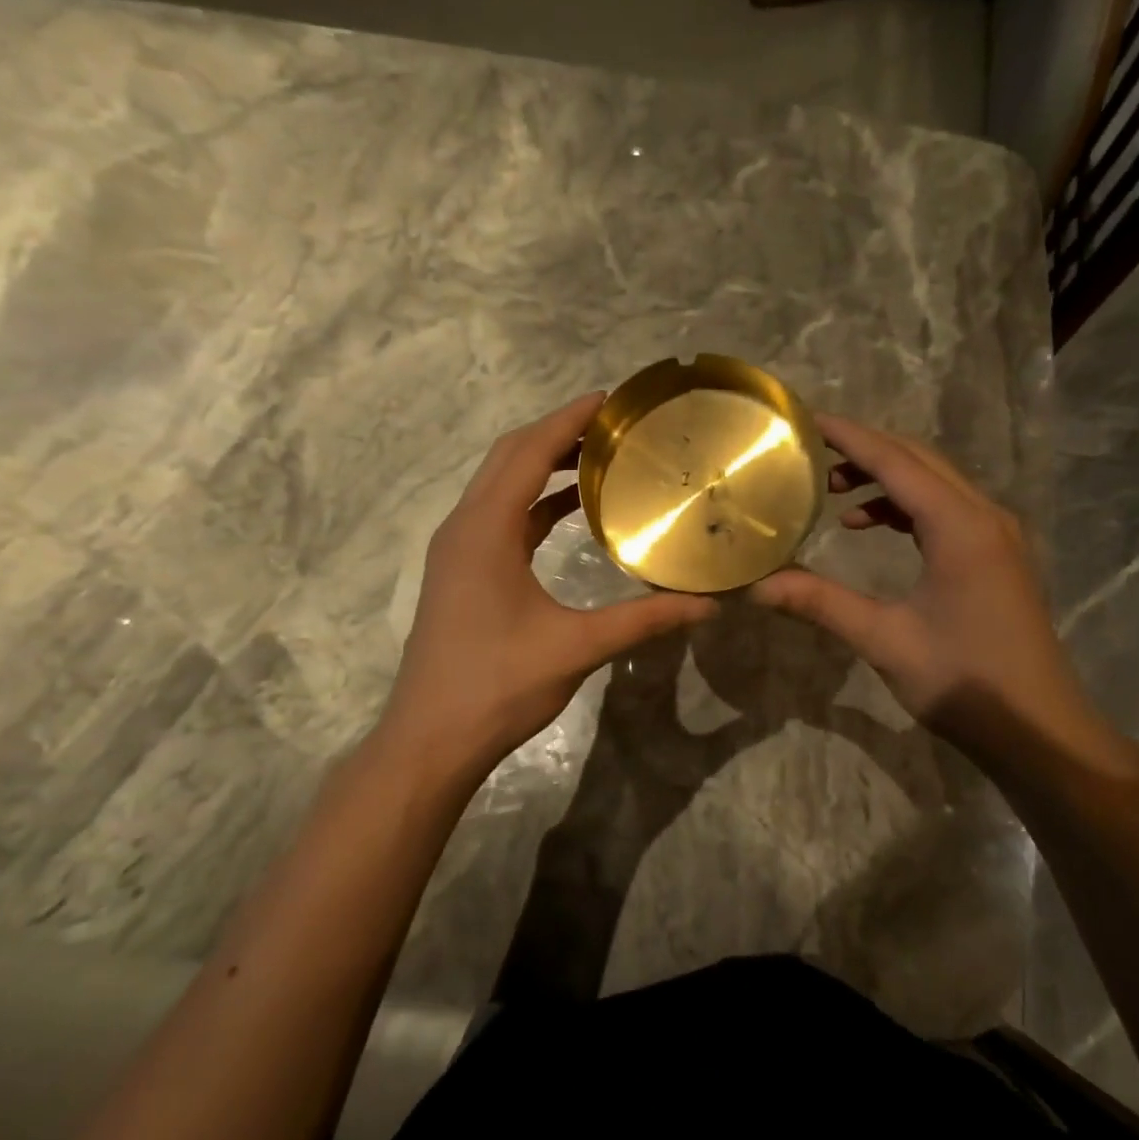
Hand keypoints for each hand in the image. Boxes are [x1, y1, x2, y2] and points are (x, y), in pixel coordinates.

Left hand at [378, 393, 716, 786]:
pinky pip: (499, 516)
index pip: (527, 453)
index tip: (610, 401)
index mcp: (485, 530)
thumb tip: (708, 605)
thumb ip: (644, 620)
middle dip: (556, 433)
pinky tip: (570, 510)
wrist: (431, 738)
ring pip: (499, 485)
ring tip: (598, 457)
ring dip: (542, 465)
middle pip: (508, 458)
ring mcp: (458, 550)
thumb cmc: (498, 686)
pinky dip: (533, 502)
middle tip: (612, 425)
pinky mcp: (461, 572)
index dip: (567, 421)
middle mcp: (464, 527)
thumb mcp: (578, 648)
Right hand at [749, 414, 1138, 787]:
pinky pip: (945, 508)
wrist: (1039, 729)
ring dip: (884, 477)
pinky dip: (905, 505)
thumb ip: (820, 602)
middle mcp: (984, 515)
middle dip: (864, 450)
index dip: (849, 437)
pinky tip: (870, 526)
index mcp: (960, 526)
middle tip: (810, 454)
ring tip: (831, 492)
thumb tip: (755, 585)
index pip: (896, 461)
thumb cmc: (963, 681)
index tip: (806, 421)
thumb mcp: (884, 640)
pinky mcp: (996, 555)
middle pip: (918, 460)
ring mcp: (996, 534)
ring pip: (934, 482)